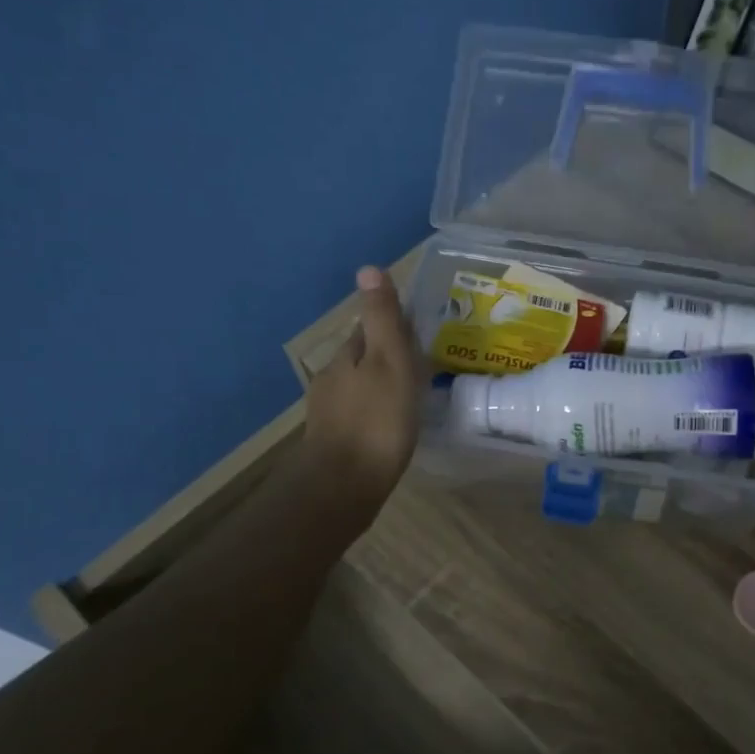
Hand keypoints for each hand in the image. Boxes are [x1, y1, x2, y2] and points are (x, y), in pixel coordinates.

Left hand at [302, 266, 423, 515]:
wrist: (343, 486)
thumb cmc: (376, 420)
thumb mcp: (388, 361)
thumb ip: (382, 319)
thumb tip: (367, 267)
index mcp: (346, 356)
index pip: (369, 328)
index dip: (393, 325)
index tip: (420, 329)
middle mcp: (332, 379)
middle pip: (363, 357)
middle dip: (388, 356)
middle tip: (424, 363)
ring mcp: (330, 413)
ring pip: (360, 387)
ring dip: (382, 385)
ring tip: (413, 395)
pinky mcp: (335, 442)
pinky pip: (361, 414)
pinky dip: (377, 412)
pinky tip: (393, 425)